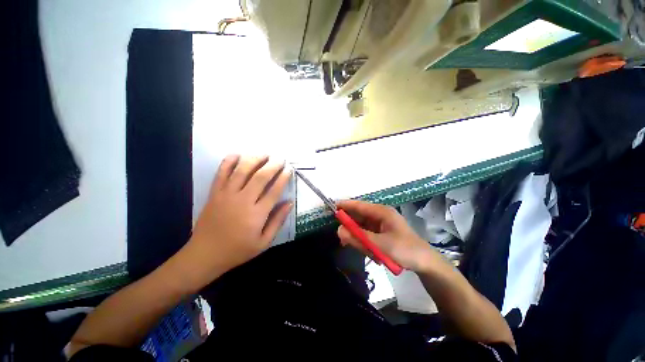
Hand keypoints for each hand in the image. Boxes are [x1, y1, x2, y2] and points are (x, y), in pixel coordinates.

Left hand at [185, 155, 292, 284]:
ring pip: (242, 171)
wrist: (205, 255)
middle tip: (280, 159)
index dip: (283, 178)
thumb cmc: (238, 250)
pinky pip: (221, 173)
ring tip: (264, 154)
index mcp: (257, 214)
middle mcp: (243, 200)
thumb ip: (278, 221)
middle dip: (273, 165)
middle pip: (260, 177)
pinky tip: (237, 154)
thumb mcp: (264, 242)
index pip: (274, 190)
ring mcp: (226, 195)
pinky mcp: (214, 193)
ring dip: (255, 159)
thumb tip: (289, 202)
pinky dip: (229, 162)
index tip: (289, 170)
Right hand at [336, 200, 435, 272]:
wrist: (425, 263)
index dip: (345, 205)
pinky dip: (365, 242)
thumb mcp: (380, 244)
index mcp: (382, 212)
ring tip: (367, 251)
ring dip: (359, 238)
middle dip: (351, 227)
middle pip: (359, 216)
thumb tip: (339, 230)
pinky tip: (371, 252)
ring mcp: (380, 224)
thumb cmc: (405, 250)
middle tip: (344, 239)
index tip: (331, 207)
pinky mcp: (381, 233)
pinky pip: (367, 234)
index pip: (359, 205)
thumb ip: (358, 237)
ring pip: (362, 227)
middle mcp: (380, 215)